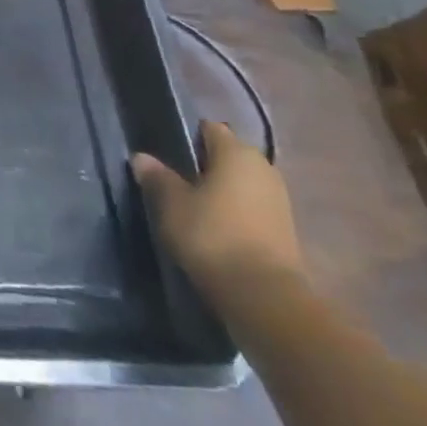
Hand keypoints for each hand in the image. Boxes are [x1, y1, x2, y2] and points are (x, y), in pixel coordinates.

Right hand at [131, 119, 303, 302]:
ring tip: (191, 206)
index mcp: (236, 152)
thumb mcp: (171, 204)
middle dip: (204, 164)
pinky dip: (234, 212)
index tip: (166, 152)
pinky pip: (252, 207)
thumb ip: (157, 177)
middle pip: (228, 155)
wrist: (264, 296)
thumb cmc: (212, 235)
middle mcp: (263, 168)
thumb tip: (142, 157)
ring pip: (241, 183)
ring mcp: (279, 200)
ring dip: (220, 190)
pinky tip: (214, 227)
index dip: (187, 136)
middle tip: (174, 180)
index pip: (209, 129)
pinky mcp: (285, 229)